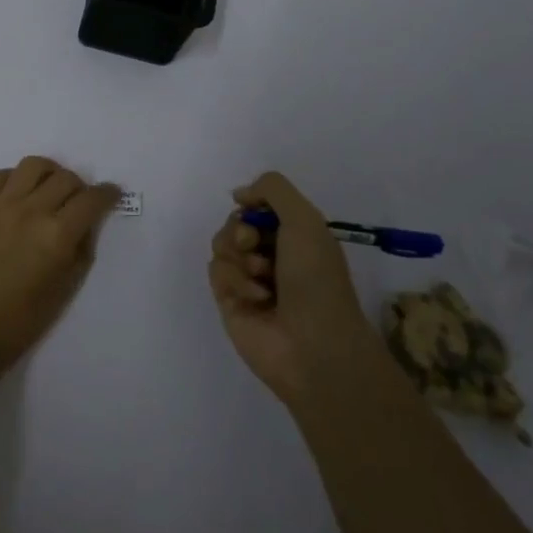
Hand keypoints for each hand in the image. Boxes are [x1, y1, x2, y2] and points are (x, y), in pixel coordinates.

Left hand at [0, 157, 121, 373]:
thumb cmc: (20, 320)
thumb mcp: (65, 289)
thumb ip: (82, 249)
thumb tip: (87, 223)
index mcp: (57, 236)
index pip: (91, 199)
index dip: (107, 194)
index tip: (111, 194)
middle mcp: (31, 211)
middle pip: (66, 178)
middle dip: (80, 188)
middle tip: (78, 203)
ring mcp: (1, 204)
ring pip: (34, 165)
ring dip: (49, 173)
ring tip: (48, 190)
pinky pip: (0, 175)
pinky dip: (15, 178)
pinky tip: (18, 195)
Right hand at [207, 172, 389, 407]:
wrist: (313, 344)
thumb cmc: (316, 279)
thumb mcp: (305, 219)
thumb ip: (272, 188)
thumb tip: (239, 194)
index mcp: (294, 236)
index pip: (258, 206)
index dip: (252, 205)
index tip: (252, 210)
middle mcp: (271, 255)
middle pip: (235, 223)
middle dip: (240, 230)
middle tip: (253, 243)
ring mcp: (249, 279)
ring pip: (221, 245)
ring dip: (238, 256)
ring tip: (261, 276)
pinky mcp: (230, 301)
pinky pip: (215, 271)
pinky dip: (234, 280)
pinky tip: (256, 298)